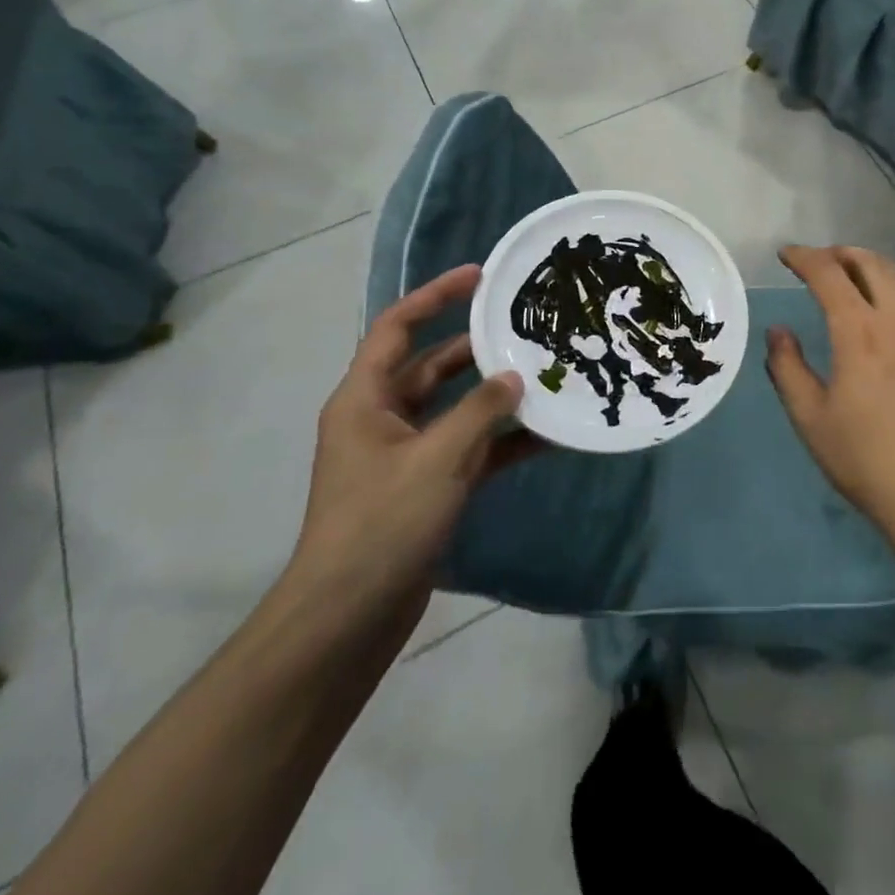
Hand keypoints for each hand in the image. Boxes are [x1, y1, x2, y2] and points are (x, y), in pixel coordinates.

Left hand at [285, 264, 533, 643]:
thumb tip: (516, 375)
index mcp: (365, 399)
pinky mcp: (426, 486)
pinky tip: (545, 435)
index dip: (435, 296)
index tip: (479, 275)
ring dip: (495, 395)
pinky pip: (468, 448)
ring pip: (456, 407)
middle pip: (432, 365)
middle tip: (526, 327)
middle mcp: (382, 417)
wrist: (348, 619)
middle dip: (477, 346)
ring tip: (544, 373)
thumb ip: (480, 411)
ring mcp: (406, 454)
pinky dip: (500, 440)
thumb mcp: (437, 459)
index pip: (397, 327)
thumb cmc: (382, 524)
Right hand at [766, 246, 894, 546]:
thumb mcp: (810, 419)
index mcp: (859, 331)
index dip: (803, 257)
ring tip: (857, 278)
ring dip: (876, 266)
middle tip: (818, 263)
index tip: (785, 255)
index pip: (827, 273)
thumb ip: (787, 368)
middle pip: (869, 263)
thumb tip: (778, 330)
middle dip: (838, 254)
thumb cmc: (866, 460)